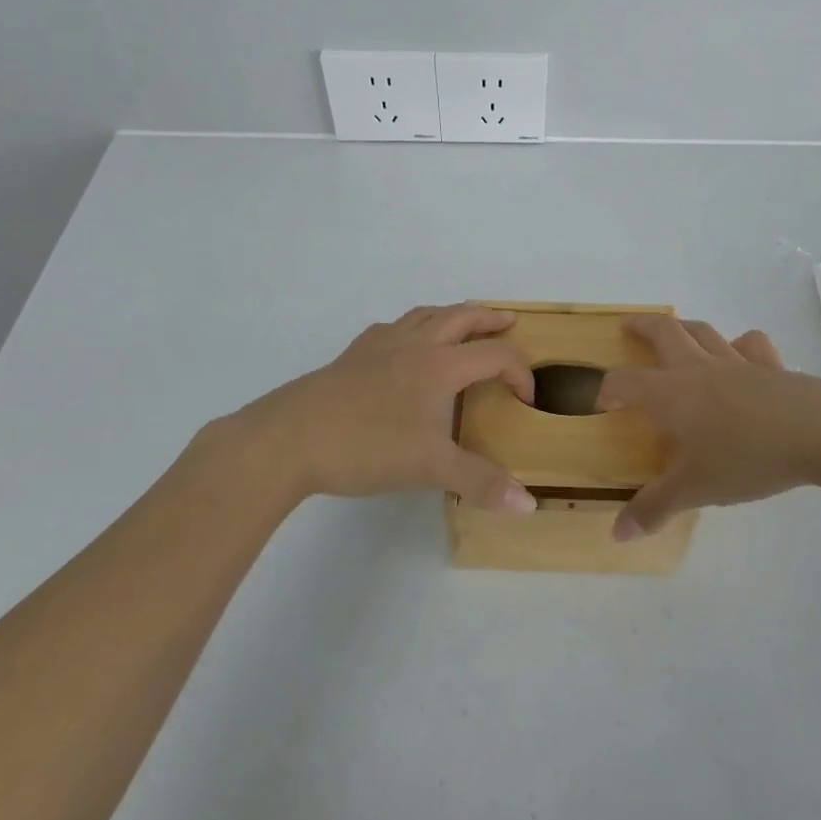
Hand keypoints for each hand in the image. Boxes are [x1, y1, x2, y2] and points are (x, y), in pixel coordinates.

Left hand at [225, 304, 538, 511]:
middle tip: (509, 322)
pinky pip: (390, 328)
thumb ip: (480, 482)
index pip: (494, 355)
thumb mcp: (429, 468)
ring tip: (461, 324)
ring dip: (451, 315)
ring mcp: (380, 345)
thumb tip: (529, 504)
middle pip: (461, 317)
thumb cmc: (367, 447)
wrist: (290, 438)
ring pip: (425, 315)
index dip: (519, 371)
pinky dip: (410, 327)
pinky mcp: (352, 355)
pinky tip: (402, 344)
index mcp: (440, 366)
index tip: (526, 399)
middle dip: (489, 319)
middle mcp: (414, 344)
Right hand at [597, 314, 820, 539]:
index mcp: (670, 394)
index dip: (608, 389)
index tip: (602, 403)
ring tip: (676, 331)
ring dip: (684, 328)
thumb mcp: (695, 490)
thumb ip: (655, 507)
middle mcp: (697, 368)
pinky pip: (750, 346)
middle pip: (663, 333)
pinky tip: (741, 352)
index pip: (625, 382)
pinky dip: (741, 345)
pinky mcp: (770, 366)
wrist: (817, 433)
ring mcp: (736, 362)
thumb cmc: (746, 458)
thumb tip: (617, 534)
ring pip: (703, 332)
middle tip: (627, 326)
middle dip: (641, 327)